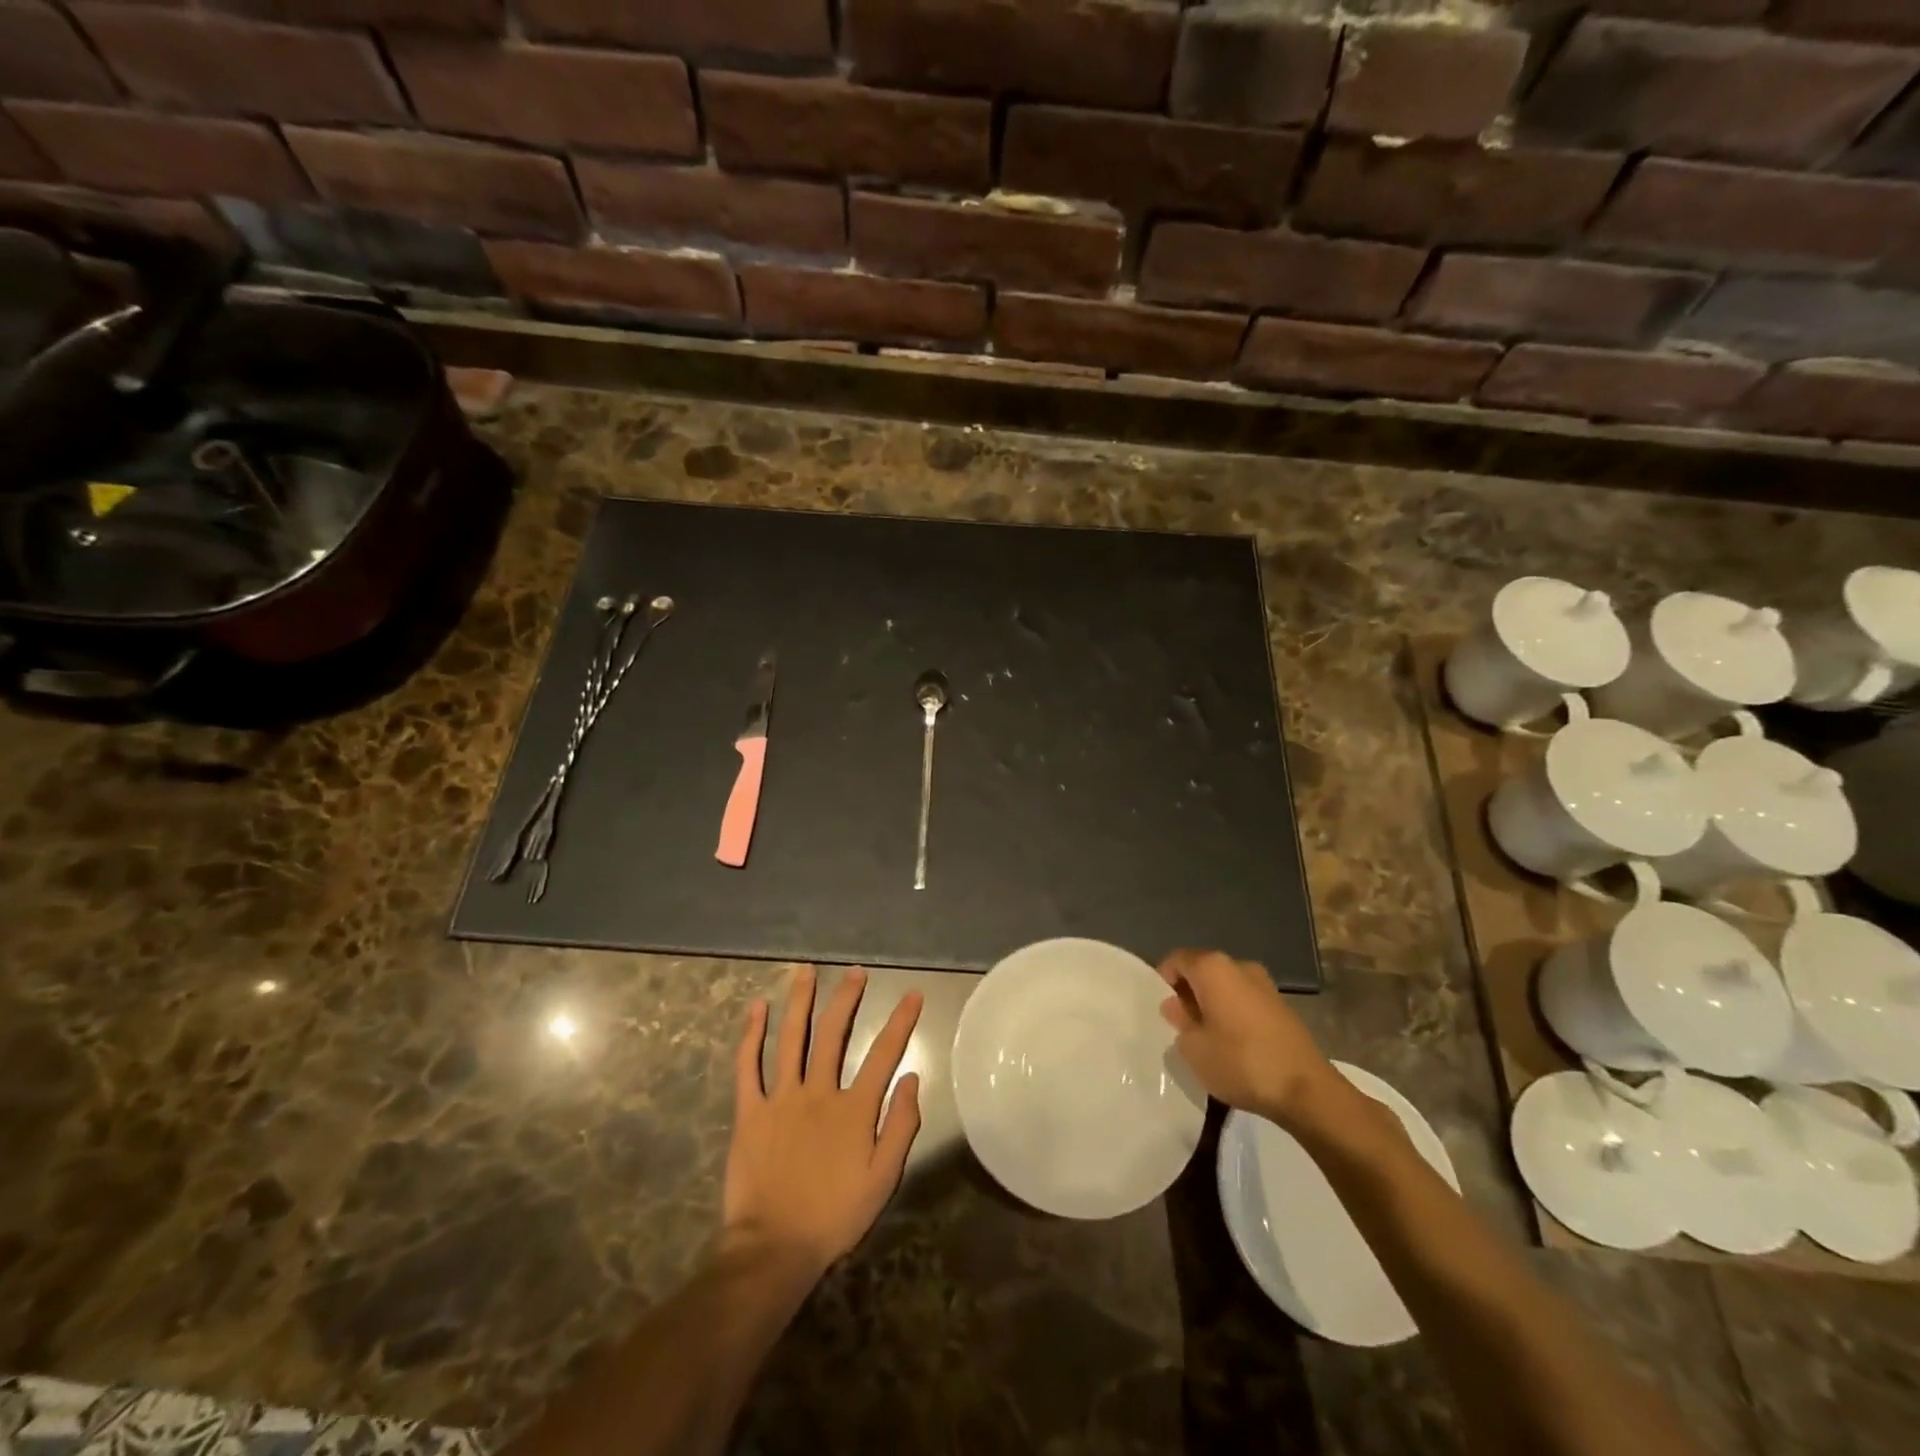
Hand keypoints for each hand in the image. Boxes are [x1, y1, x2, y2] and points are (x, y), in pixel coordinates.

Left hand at [723, 966, 923, 1277]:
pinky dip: (751, 1034)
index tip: (912, 994)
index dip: (901, 1021)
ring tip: (805, 970)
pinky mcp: (750, 1111)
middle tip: (855, 972)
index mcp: (854, 1109)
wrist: (773, 1248)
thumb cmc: (834, 1216)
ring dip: (799, 1001)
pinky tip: (756, 1008)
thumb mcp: (882, 1179)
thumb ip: (901, 1126)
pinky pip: (748, 1065)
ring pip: (791, 1038)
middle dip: (847, 997)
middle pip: (833, 1034)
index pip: (884, 1054)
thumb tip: (913, 1078)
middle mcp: (818, 1092)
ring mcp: (781, 1098)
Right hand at [1158, 948, 1338, 1127]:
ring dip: (1212, 1004)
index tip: (1162, 1008)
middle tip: (1180, 1025)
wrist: (1306, 1090)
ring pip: (1226, 986)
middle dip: (1189, 993)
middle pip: (1203, 971)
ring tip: (1207, 1037)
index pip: (1177, 960)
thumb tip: (1177, 1007)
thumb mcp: (1194, 1048)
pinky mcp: (1283, 1007)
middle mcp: (1239, 966)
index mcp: (1213, 968)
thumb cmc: (1240, 1062)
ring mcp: (1265, 985)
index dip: (1163, 980)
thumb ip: (1180, 1022)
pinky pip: (1246, 1001)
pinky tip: (1234, 1045)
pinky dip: (1234, 1014)